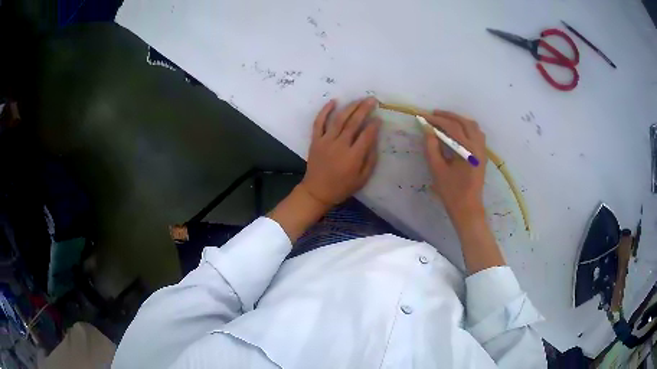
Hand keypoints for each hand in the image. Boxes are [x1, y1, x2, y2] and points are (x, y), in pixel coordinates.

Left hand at [300, 98, 380, 205]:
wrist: (317, 191)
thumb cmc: (342, 187)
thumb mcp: (362, 179)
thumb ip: (370, 160)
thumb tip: (375, 141)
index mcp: (353, 157)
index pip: (366, 135)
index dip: (374, 125)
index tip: (379, 118)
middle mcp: (340, 145)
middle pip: (354, 122)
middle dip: (364, 109)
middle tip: (372, 100)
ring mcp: (326, 141)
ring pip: (339, 119)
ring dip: (350, 107)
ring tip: (359, 99)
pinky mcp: (315, 140)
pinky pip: (319, 122)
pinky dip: (325, 111)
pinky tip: (333, 101)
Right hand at [423, 111, 504, 272]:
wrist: (468, 208)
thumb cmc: (451, 192)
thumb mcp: (437, 169)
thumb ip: (432, 147)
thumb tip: (428, 130)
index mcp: (467, 150)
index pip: (452, 127)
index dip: (437, 120)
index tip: (424, 116)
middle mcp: (478, 146)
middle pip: (464, 122)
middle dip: (448, 116)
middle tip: (434, 114)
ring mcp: (482, 150)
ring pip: (473, 126)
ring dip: (459, 120)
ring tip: (445, 120)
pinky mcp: (482, 155)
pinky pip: (477, 134)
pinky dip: (467, 128)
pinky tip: (458, 131)